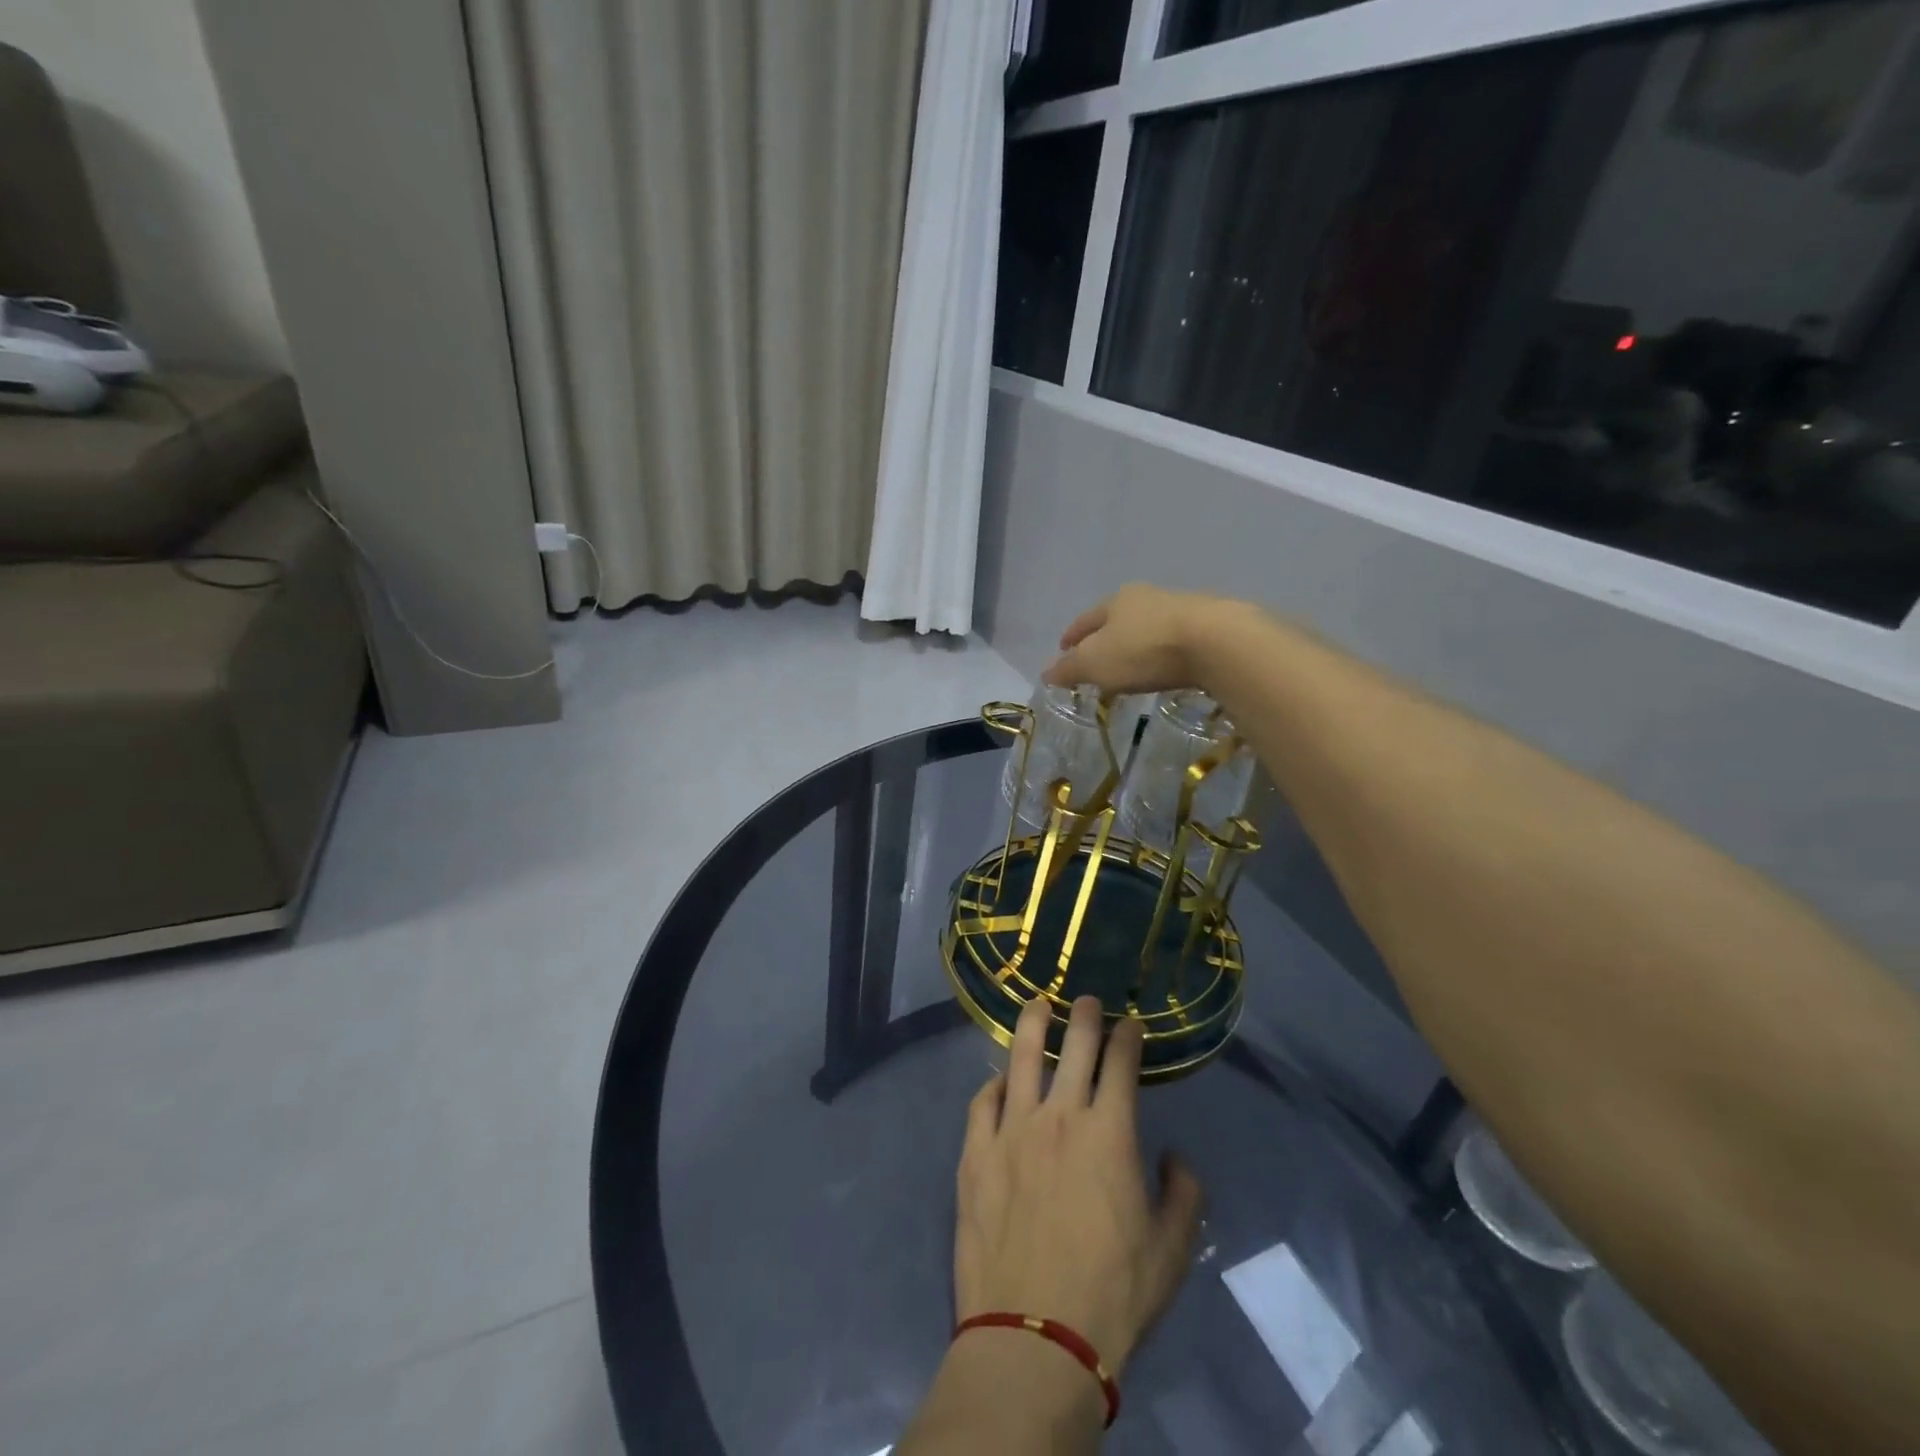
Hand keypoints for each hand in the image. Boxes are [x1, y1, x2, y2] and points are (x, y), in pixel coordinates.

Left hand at [954, 995, 1203, 1378]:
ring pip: (1021, 1058)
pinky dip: (993, 1086)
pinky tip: (998, 1082)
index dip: (1128, 1037)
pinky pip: (982, 1102)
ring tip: (1037, 1003)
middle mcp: (1059, 1116)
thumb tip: (1174, 1156)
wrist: (1034, 1336)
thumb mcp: (1172, 1252)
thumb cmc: (1112, 1295)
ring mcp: (1011, 1130)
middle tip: (1086, 998)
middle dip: (1084, 1015)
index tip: (1131, 1023)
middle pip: (1073, 1046)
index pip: (1121, 1064)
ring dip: (1032, 1024)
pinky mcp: (975, 1153)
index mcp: (1109, 1133)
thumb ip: (1183, 1194)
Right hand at [1043, 584, 1248, 696]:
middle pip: (1117, 618)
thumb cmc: (1144, 650)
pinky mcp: (1211, 625)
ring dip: (1136, 643)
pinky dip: (1164, 651)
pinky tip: (1165, 665)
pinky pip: (1176, 640)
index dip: (1071, 636)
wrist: (1216, 642)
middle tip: (1096, 658)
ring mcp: (1182, 607)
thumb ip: (1070, 669)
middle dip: (1104, 637)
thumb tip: (1046, 673)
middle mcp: (1147, 596)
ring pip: (1149, 626)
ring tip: (1131, 665)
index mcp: (1115, 601)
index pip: (1085, 620)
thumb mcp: (1096, 664)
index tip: (1062, 649)